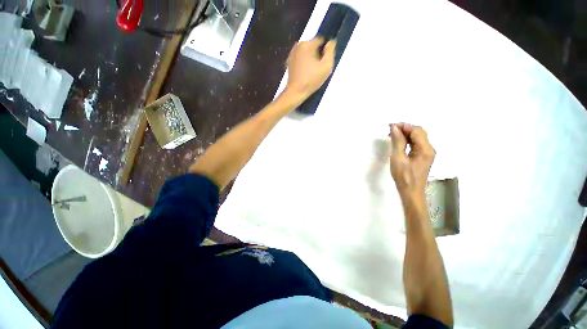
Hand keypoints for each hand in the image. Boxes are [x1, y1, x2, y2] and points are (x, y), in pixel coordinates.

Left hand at [285, 37, 335, 98]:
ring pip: (307, 53)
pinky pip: (301, 60)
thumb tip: (331, 42)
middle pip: (313, 47)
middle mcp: (298, 46)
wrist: (295, 92)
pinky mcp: (289, 63)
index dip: (326, 50)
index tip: (326, 62)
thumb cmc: (311, 80)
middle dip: (318, 55)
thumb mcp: (326, 67)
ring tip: (313, 73)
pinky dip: (305, 65)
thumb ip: (331, 52)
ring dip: (311, 60)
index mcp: (306, 44)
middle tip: (320, 69)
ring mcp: (292, 54)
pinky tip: (306, 75)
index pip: (321, 40)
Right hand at [389, 123, 435, 198]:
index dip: (404, 126)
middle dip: (404, 129)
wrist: (411, 192)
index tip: (390, 126)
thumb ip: (397, 141)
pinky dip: (407, 140)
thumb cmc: (404, 176)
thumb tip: (394, 127)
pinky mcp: (422, 157)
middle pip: (419, 132)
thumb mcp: (398, 158)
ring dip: (405, 134)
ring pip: (417, 138)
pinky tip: (398, 143)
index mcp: (425, 149)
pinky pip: (416, 144)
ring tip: (392, 136)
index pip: (416, 131)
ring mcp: (427, 153)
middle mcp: (429, 149)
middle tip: (390, 130)